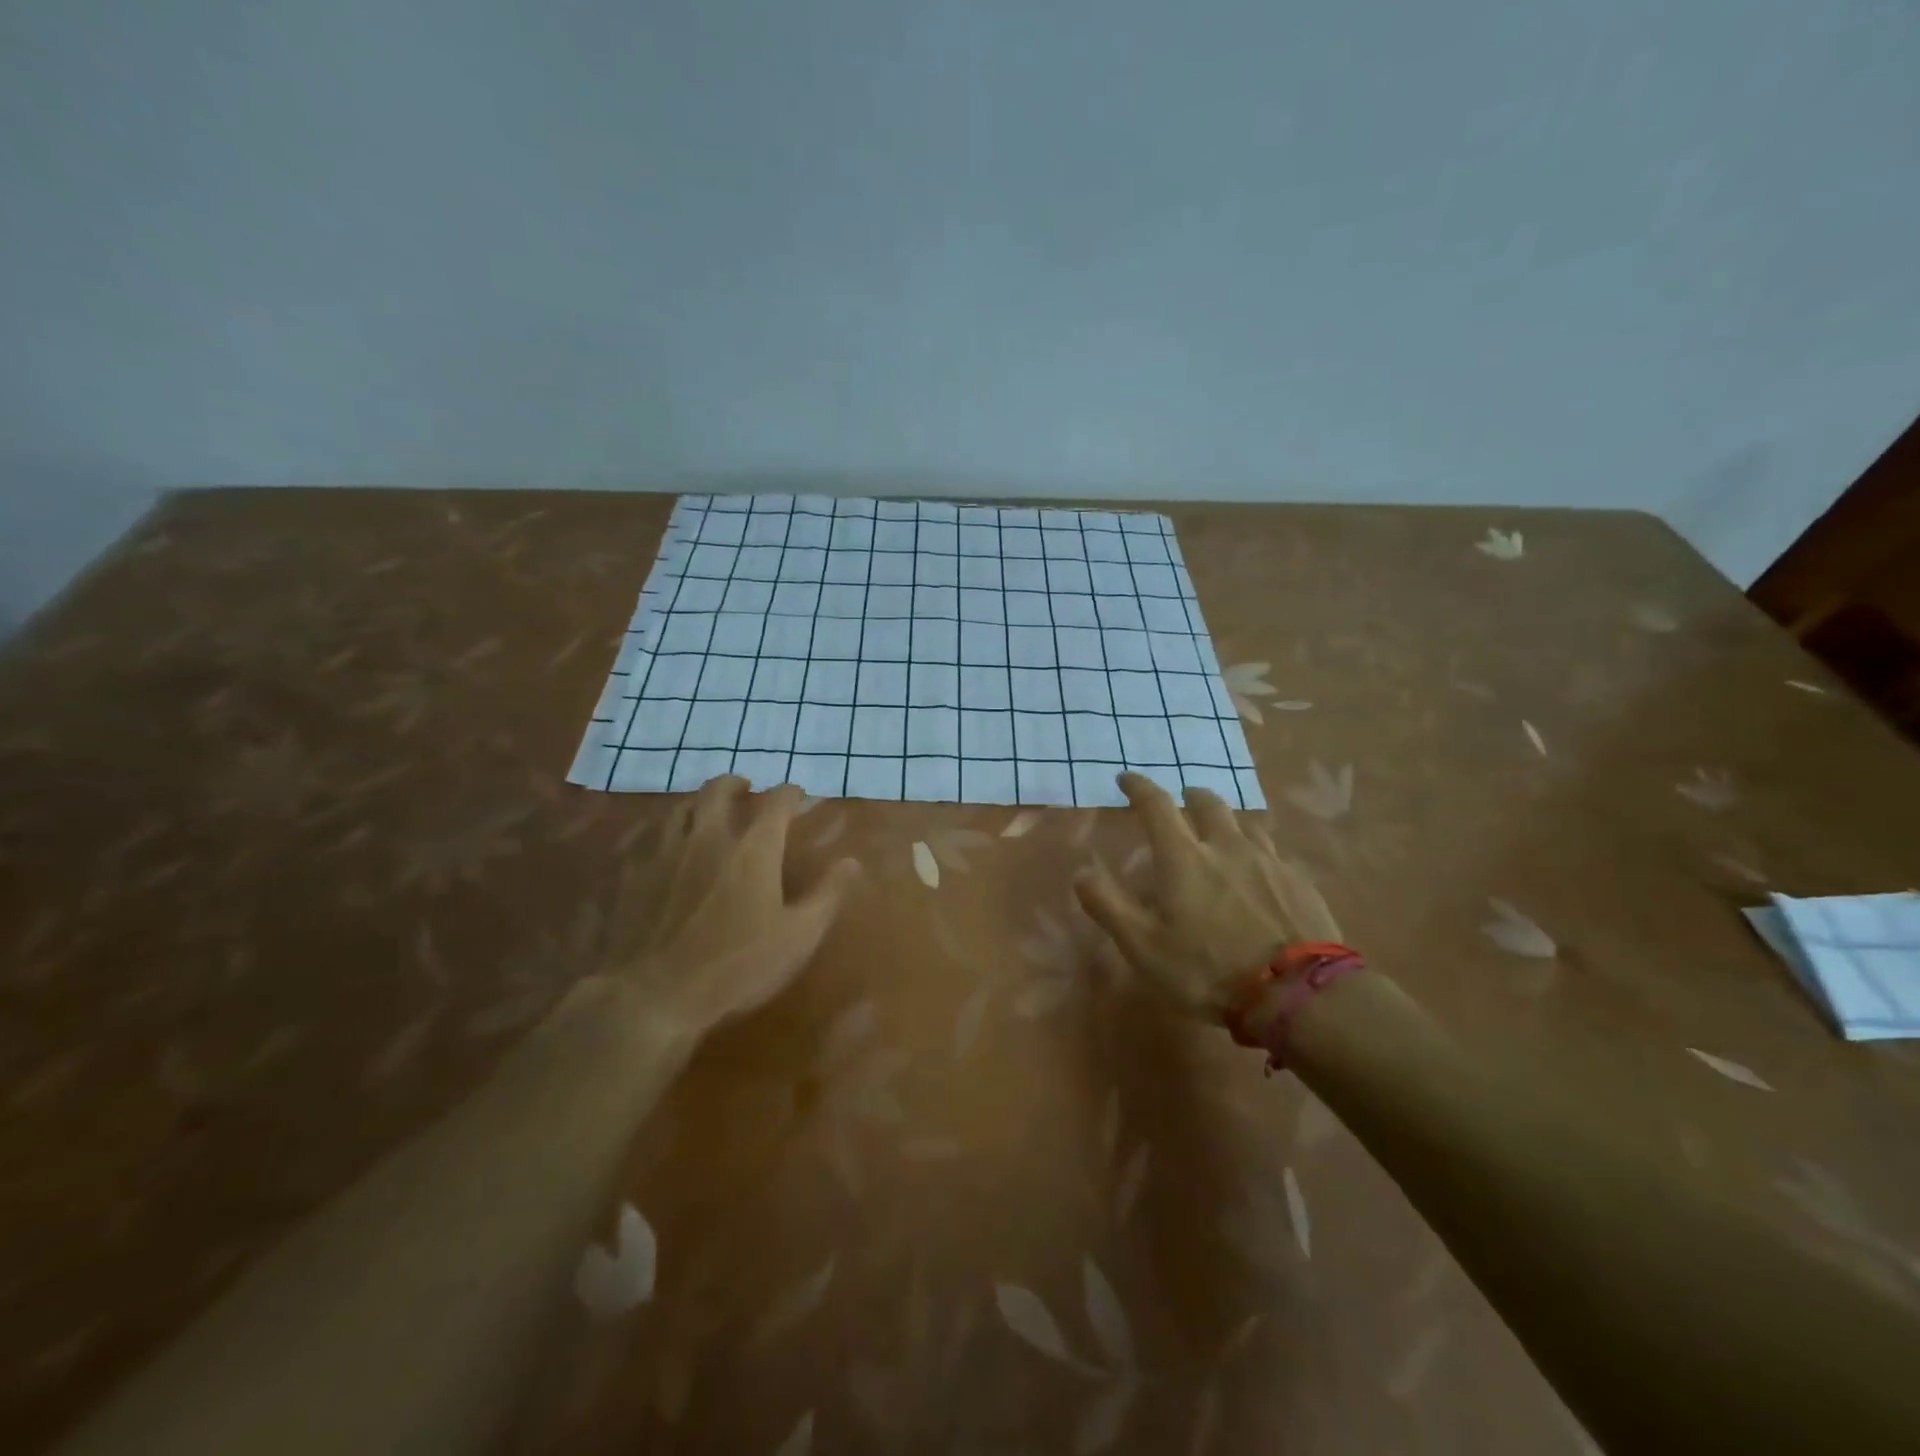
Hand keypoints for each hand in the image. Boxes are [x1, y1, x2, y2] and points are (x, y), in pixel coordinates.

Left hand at [604, 777, 860, 1037]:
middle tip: (746, 790)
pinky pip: (652, 836)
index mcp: (753, 850)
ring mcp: (666, 853)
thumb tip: (851, 862)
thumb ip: (827, 895)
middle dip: (736, 784)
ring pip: (682, 807)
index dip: (790, 793)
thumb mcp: (797, 937)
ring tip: (709, 813)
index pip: (776, 803)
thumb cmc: (736, 966)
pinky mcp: (635, 874)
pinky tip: (670, 848)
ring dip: (700, 803)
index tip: (798, 795)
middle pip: (719, 790)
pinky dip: (668, 832)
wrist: (653, 995)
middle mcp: (708, 838)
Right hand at [1074, 772, 1341, 1023]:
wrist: (1297, 994)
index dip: (1138, 787)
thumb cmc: (1208, 969)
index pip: (1156, 805)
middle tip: (1182, 800)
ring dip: (1227, 820)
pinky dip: (1257, 851)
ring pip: (1245, 823)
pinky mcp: (1299, 882)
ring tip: (1222, 832)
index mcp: (1184, 857)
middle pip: (1208, 804)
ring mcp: (1268, 862)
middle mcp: (1226, 847)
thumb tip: (1081, 872)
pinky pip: (1273, 853)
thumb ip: (1109, 906)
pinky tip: (1260, 872)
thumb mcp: (1143, 947)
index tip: (1126, 779)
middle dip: (1190, 796)